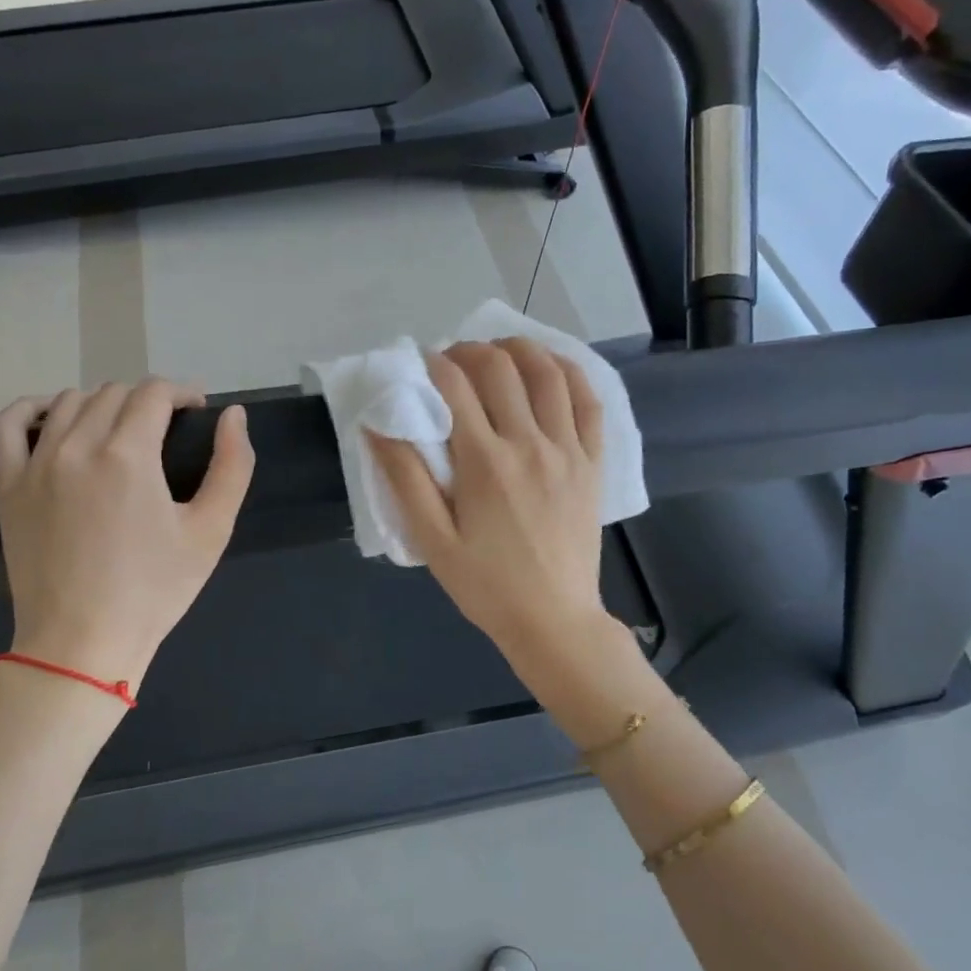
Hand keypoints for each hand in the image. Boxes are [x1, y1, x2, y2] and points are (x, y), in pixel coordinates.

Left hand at [0, 379, 253, 688]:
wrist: (82, 644)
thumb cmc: (155, 590)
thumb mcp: (212, 531)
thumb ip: (232, 465)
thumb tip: (234, 414)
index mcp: (129, 456)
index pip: (154, 392)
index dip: (182, 392)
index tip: (196, 411)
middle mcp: (77, 447)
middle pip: (114, 393)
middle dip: (148, 400)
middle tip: (167, 429)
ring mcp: (35, 464)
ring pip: (68, 402)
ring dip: (102, 403)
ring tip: (121, 430)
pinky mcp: (8, 486)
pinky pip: (7, 426)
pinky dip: (30, 409)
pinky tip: (52, 416)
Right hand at [370, 339, 611, 676]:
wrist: (554, 620)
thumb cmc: (486, 586)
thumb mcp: (432, 540)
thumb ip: (405, 479)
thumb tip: (377, 425)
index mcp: (484, 463)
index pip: (455, 387)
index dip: (433, 364)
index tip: (420, 363)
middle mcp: (529, 444)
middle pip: (500, 369)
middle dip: (470, 351)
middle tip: (452, 360)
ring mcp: (568, 450)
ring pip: (549, 373)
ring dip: (519, 349)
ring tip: (498, 352)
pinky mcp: (593, 462)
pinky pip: (589, 402)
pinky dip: (570, 373)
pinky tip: (551, 367)